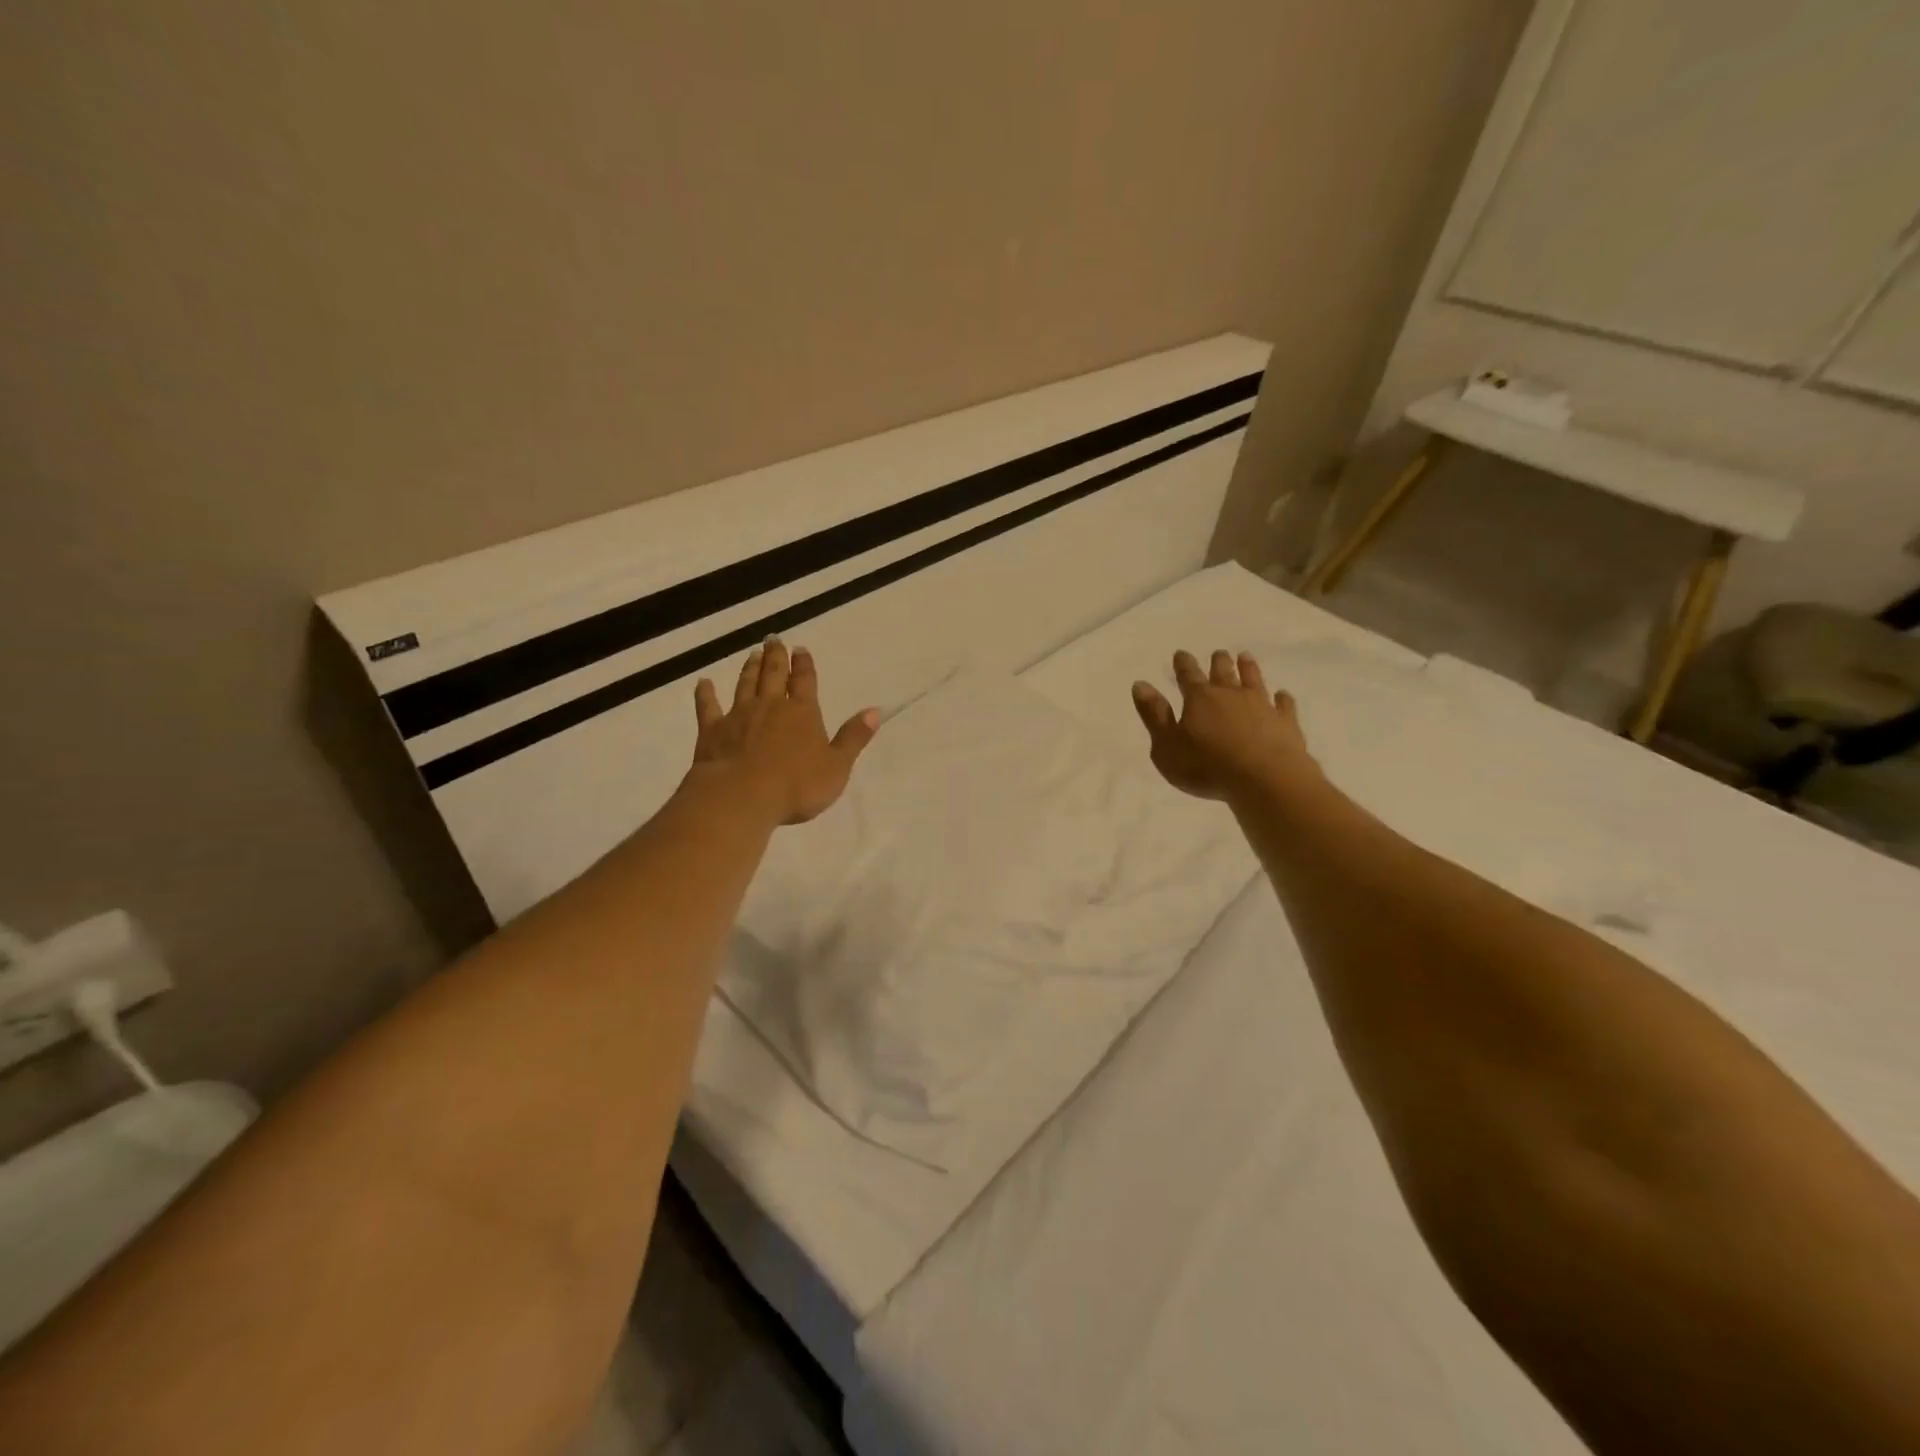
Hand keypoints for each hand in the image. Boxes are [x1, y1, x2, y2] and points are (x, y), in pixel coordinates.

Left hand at [689, 639, 878, 824]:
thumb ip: (853, 738)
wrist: (741, 797)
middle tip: (773, 639)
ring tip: (752, 654)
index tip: (801, 649)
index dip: (804, 665)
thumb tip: (874, 711)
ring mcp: (739, 715)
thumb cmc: (796, 786)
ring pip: (745, 684)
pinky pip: (708, 707)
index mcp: (803, 713)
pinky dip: (705, 694)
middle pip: (774, 675)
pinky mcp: (713, 730)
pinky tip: (703, 683)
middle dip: (776, 657)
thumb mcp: (836, 766)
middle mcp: (771, 706)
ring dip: (750, 669)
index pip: (805, 681)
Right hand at [1131, 650, 1317, 802]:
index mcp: (1199, 699)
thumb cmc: (1206, 767)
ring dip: (1248, 668)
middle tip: (1218, 653)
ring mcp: (1261, 706)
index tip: (1181, 654)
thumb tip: (1140, 684)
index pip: (1188, 676)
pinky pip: (1284, 705)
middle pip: (1223, 673)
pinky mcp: (1285, 722)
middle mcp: (1230, 695)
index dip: (1183, 664)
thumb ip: (1154, 715)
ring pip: (1254, 680)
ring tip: (1245, 657)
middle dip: (1218, 662)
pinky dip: (1282, 699)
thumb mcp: (1166, 746)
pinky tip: (1282, 695)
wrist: (1264, 780)